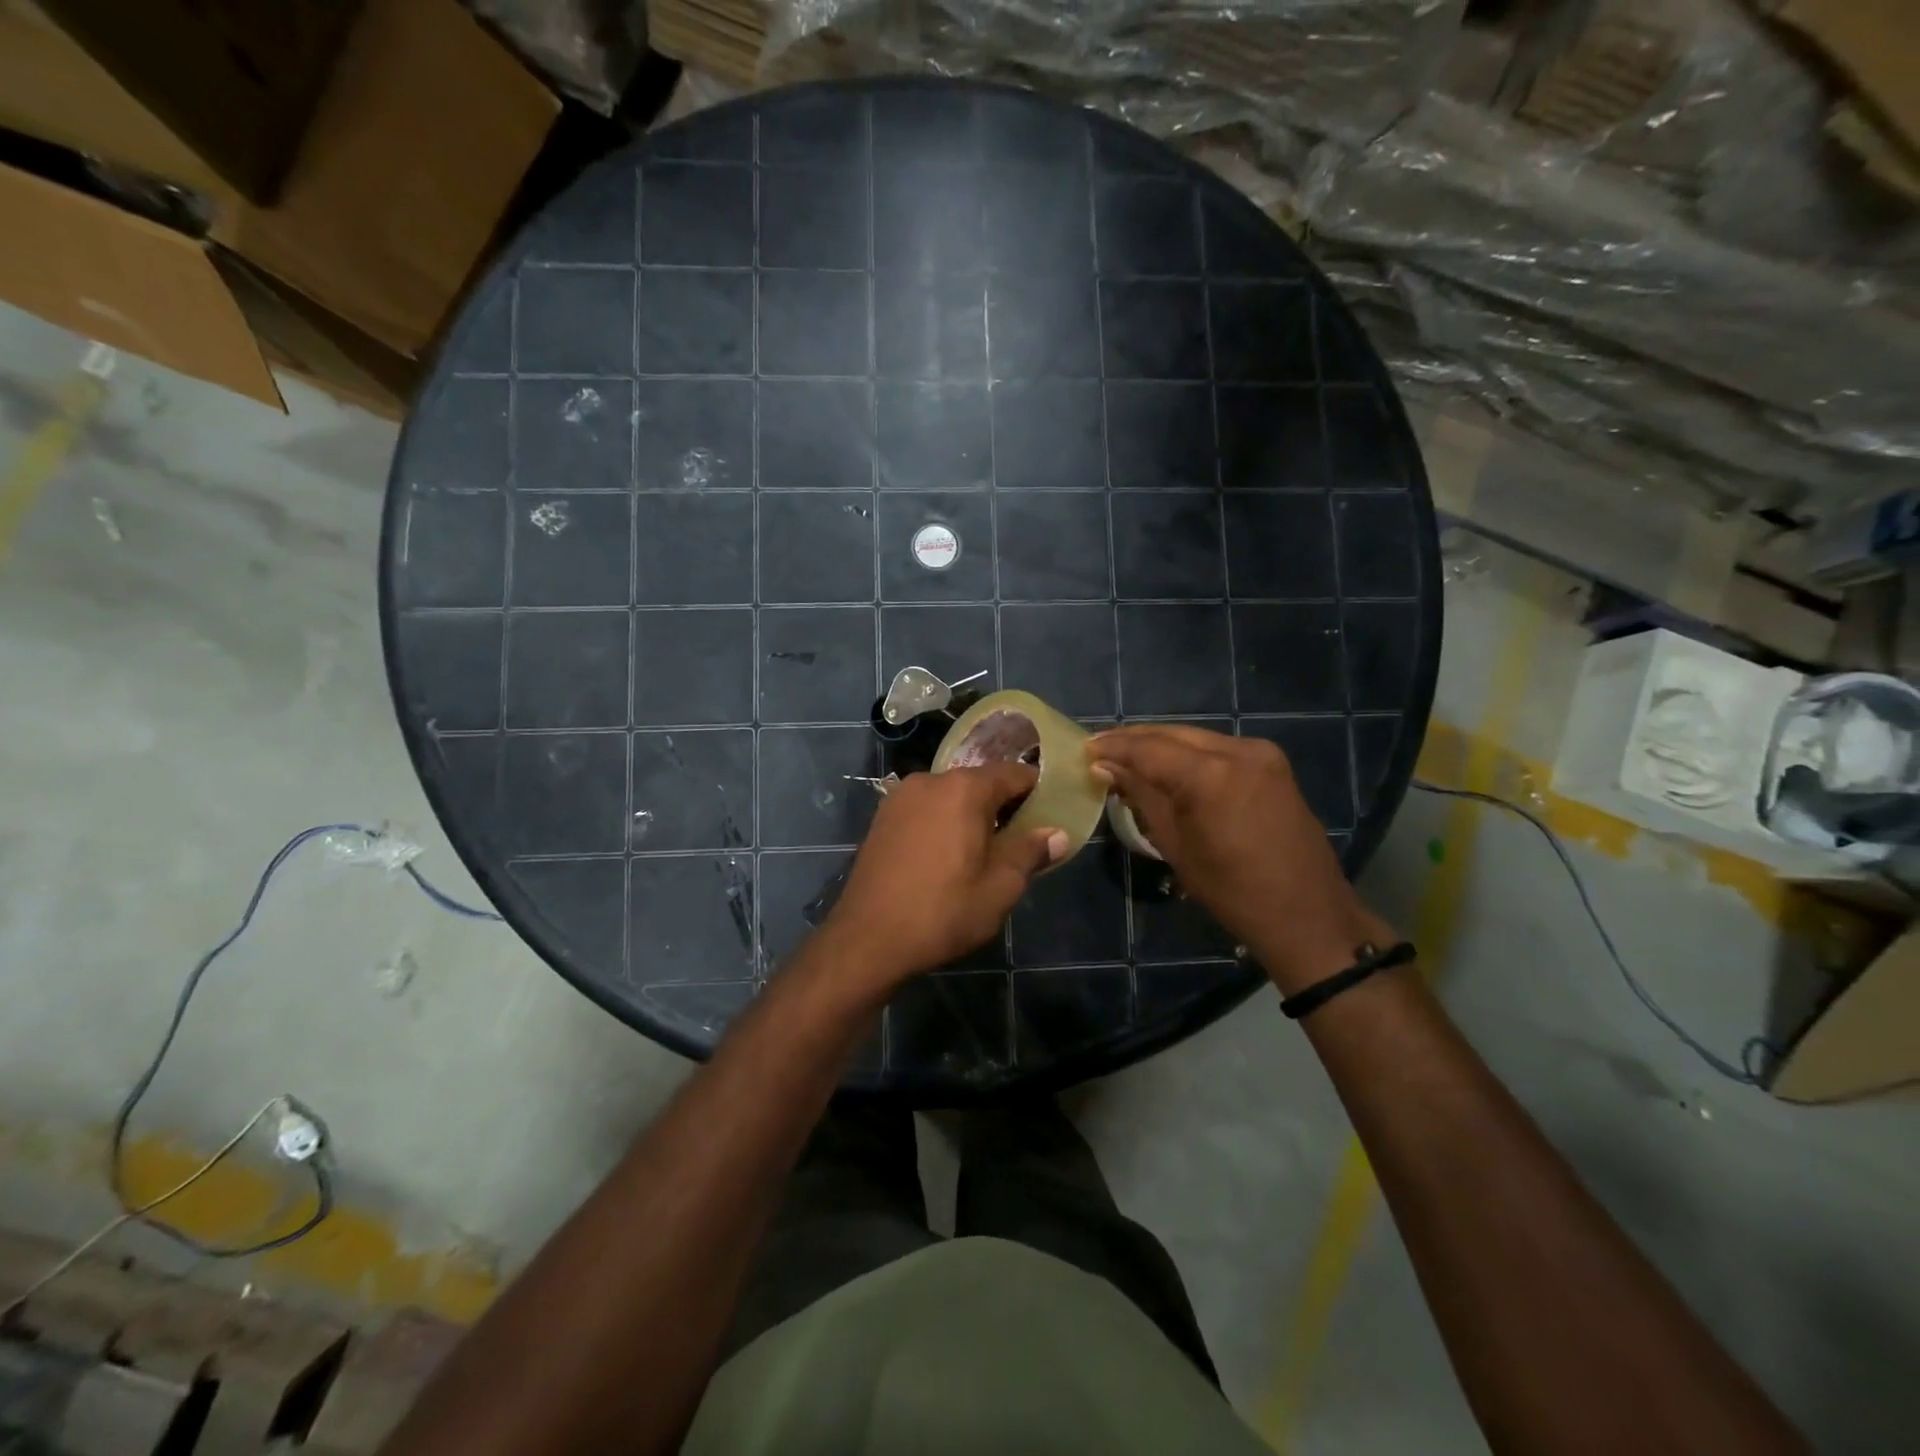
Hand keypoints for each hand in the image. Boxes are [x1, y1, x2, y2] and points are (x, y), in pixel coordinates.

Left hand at [817, 765, 1067, 990]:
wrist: (867, 939)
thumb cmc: (942, 912)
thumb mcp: (999, 888)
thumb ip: (1030, 852)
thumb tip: (1057, 834)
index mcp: (964, 789)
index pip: (1014, 774)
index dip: (1037, 791)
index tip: (1051, 814)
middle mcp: (930, 780)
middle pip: (980, 782)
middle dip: (1003, 806)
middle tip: (1021, 841)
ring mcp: (901, 797)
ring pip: (951, 795)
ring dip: (971, 815)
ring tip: (984, 851)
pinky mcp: (882, 817)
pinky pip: (926, 808)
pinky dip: (944, 821)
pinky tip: (947, 855)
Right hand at [1087, 726, 1391, 992]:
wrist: (1307, 913)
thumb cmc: (1231, 891)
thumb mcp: (1175, 845)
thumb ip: (1141, 797)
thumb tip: (1107, 768)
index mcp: (1211, 774)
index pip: (1148, 748)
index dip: (1114, 747)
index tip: (1084, 749)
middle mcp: (1238, 750)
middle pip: (1172, 734)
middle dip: (1134, 740)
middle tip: (1100, 749)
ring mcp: (1260, 752)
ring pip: (1195, 737)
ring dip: (1160, 745)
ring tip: (1126, 756)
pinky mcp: (1271, 762)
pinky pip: (1217, 748)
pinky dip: (1188, 753)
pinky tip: (1166, 765)